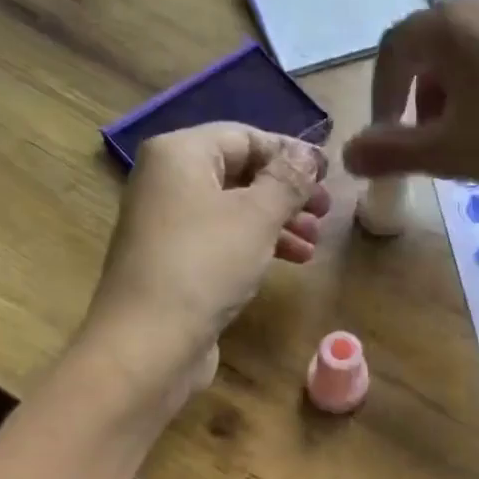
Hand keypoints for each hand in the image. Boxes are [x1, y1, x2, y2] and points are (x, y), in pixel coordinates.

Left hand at [78, 123, 329, 413]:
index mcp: (179, 154)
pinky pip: (221, 241)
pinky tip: (288, 262)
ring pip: (233, 211)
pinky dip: (255, 246)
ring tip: (313, 243)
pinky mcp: (173, 264)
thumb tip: (308, 153)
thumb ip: (287, 180)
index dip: (289, 153)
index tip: (328, 175)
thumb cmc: (205, 265)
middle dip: (286, 193)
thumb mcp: (256, 216)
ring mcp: (167, 226)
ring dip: (277, 223)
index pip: (243, 136)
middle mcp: (167, 182)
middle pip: (238, 174)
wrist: (149, 343)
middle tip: (326, 212)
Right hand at [342, 0, 478, 292]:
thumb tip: (348, 155)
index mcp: (448, 21)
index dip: (381, 98)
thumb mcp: (447, 153)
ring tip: (468, 136)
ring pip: (467, 46)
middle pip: (430, 45)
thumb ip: (390, 152)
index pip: (392, 52)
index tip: (385, 140)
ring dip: (452, 91)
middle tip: (429, 143)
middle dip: (419, 97)